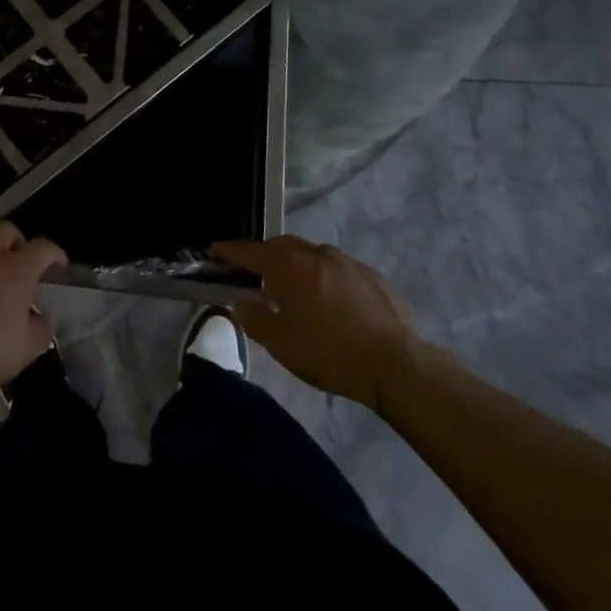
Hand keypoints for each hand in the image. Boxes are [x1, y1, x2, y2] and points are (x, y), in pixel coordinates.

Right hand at [212, 236, 425, 410]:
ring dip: (294, 263)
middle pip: (281, 246)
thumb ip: (254, 319)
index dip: (229, 251)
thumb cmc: (330, 353)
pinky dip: (322, 275)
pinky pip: (336, 267)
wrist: (396, 364)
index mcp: (288, 267)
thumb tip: (239, 303)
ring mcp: (346, 261)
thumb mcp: (282, 344)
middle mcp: (315, 254)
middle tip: (252, 271)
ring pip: (310, 253)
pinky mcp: (371, 275)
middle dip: (263, 254)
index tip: (214, 250)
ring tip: (291, 285)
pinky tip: (328, 298)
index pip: (250, 252)